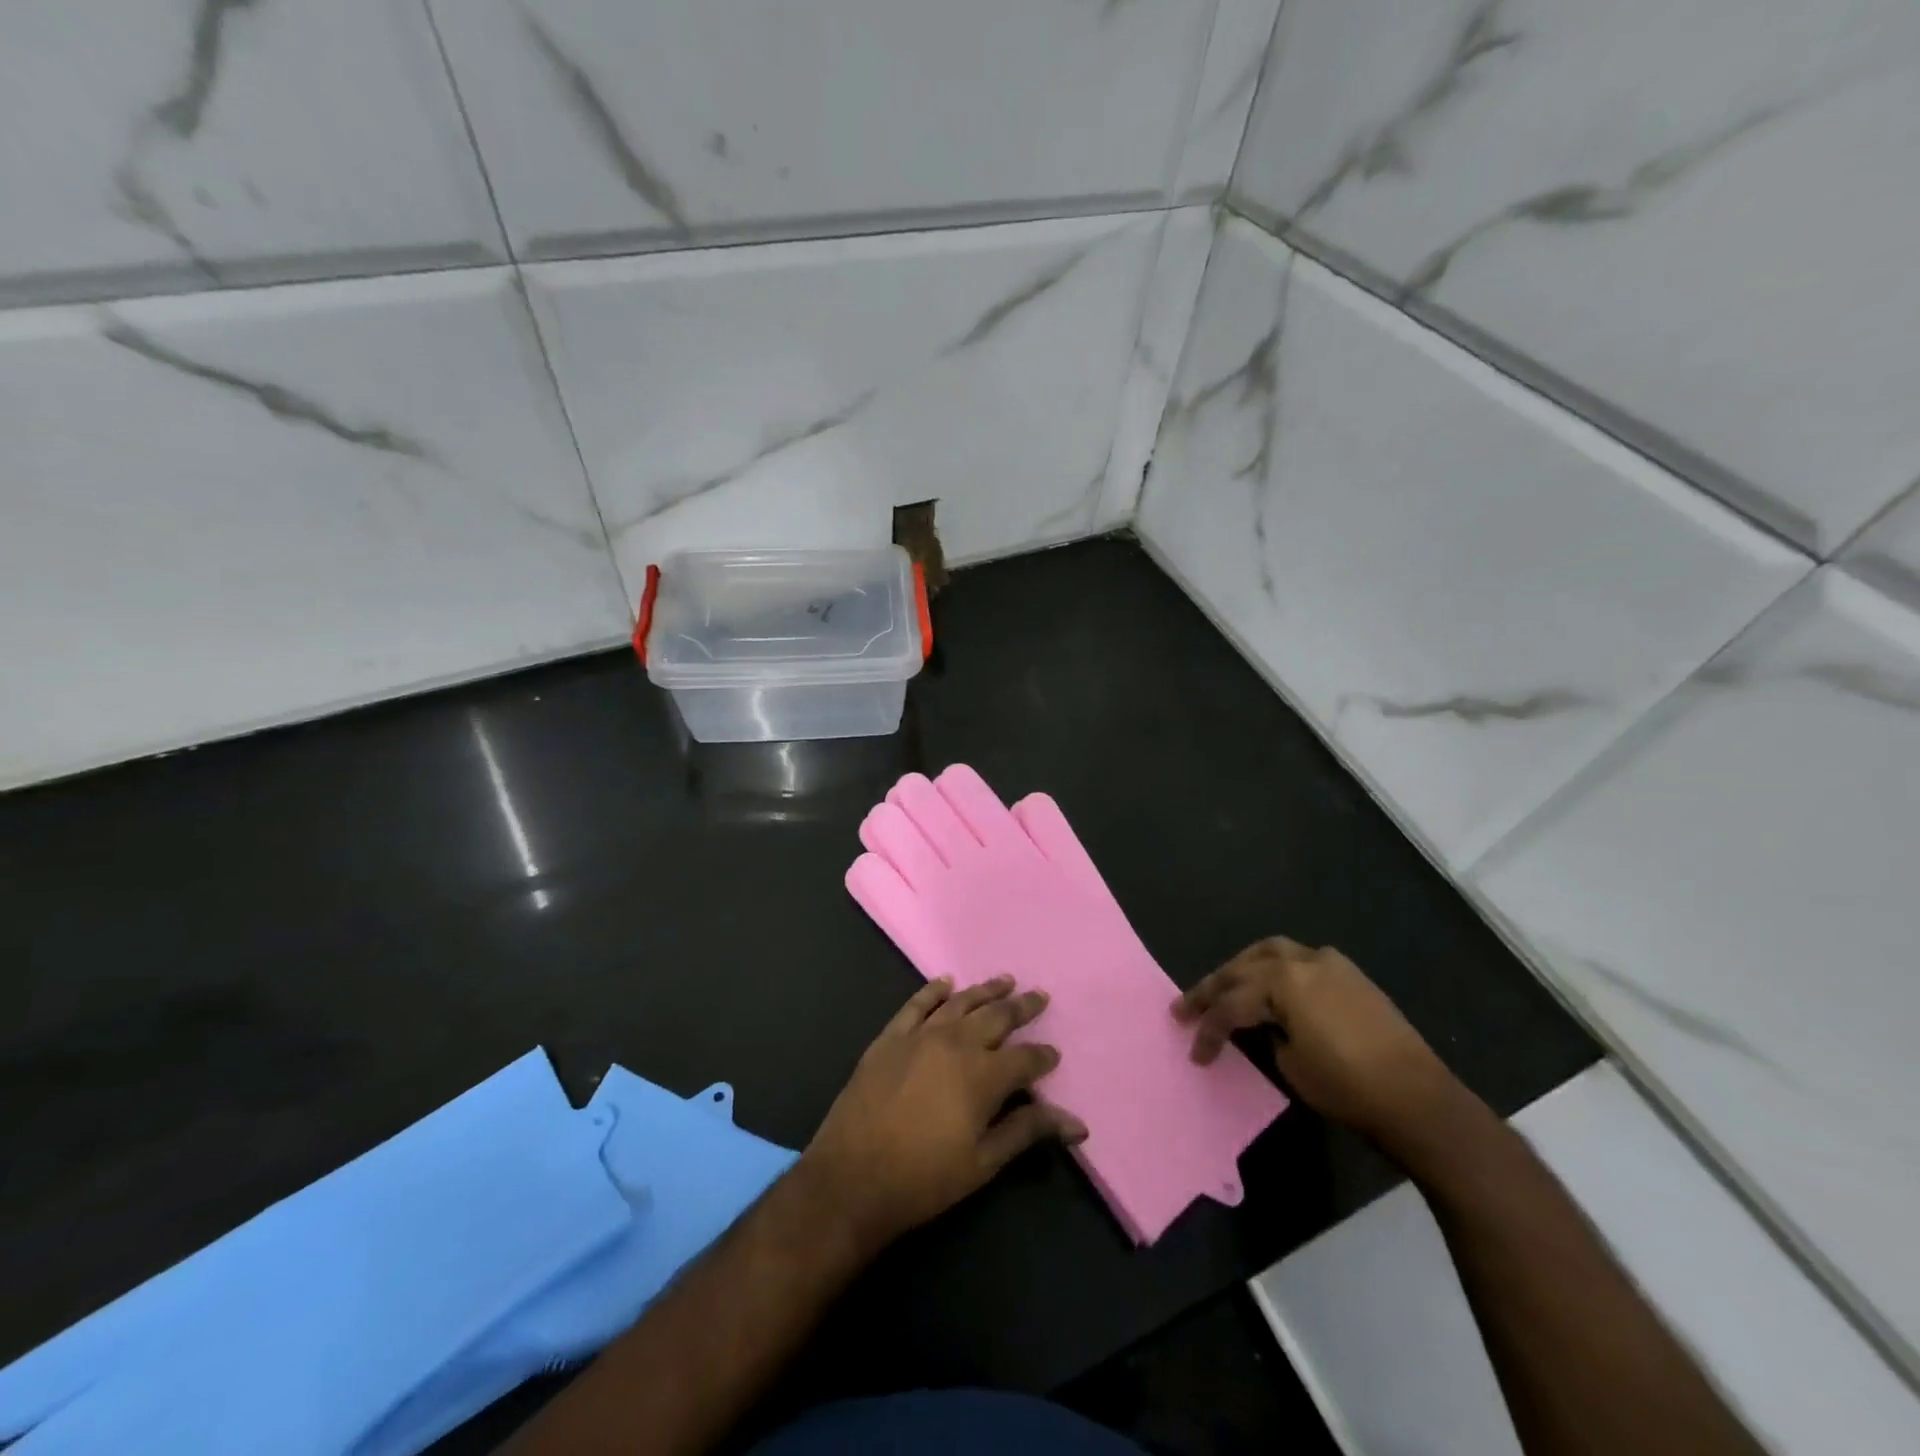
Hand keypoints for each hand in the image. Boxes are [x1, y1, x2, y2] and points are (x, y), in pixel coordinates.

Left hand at [801, 976, 1086, 1252]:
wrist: (852, 1178)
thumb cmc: (924, 1178)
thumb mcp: (983, 1162)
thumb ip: (1027, 1132)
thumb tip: (1076, 1123)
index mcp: (983, 1076)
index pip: (1025, 1058)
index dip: (1042, 1056)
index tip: (1054, 1053)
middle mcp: (956, 1043)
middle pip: (997, 1017)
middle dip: (1021, 1007)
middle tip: (1039, 996)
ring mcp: (920, 1035)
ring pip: (961, 1002)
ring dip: (986, 990)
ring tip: (1005, 980)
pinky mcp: (890, 1037)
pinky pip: (917, 1004)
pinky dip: (934, 990)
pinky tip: (946, 982)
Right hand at [1172, 938, 1462, 1145]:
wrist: (1419, 1100)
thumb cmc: (1348, 1087)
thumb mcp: (1291, 1066)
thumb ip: (1267, 1036)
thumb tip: (1264, 1026)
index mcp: (1282, 982)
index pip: (1230, 1004)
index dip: (1208, 1030)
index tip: (1195, 1053)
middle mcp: (1301, 961)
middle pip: (1242, 969)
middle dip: (1212, 989)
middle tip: (1185, 1007)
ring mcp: (1330, 963)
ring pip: (1270, 953)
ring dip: (1243, 968)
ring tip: (1224, 985)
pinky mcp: (1351, 975)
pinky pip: (1300, 959)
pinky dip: (1277, 968)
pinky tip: (1271, 985)